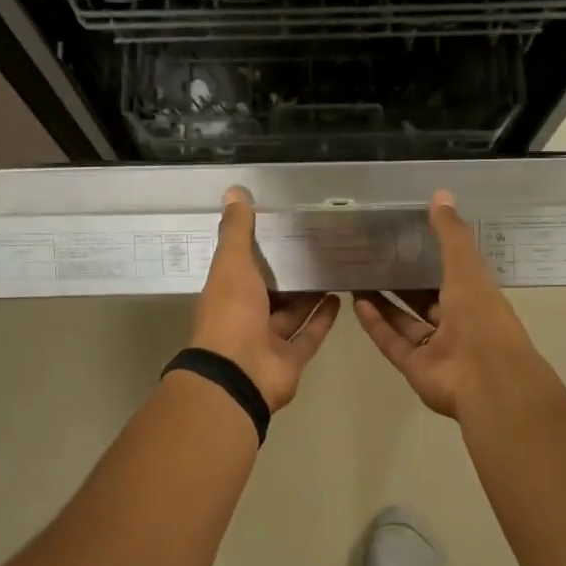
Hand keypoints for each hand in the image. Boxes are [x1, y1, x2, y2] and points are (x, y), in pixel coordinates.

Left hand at [191, 187, 340, 411]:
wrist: (239, 374)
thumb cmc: (231, 313)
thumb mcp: (232, 264)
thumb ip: (236, 231)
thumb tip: (233, 192)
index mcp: (226, 294)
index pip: (242, 268)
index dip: (258, 251)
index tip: (282, 229)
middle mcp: (245, 317)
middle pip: (270, 293)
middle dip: (288, 274)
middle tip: (315, 248)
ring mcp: (268, 341)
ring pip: (292, 314)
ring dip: (309, 296)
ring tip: (332, 269)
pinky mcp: (291, 359)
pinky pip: (308, 336)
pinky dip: (322, 319)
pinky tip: (340, 299)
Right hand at [353, 190, 546, 420]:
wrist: (486, 380)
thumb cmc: (481, 318)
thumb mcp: (466, 268)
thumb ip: (451, 234)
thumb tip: (440, 194)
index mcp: (475, 297)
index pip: (452, 273)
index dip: (431, 256)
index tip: (406, 237)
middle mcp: (456, 322)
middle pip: (425, 299)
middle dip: (403, 281)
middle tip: (375, 257)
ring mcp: (435, 347)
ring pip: (405, 320)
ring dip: (384, 301)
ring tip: (358, 277)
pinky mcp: (414, 367)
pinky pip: (392, 342)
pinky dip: (375, 324)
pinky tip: (356, 303)